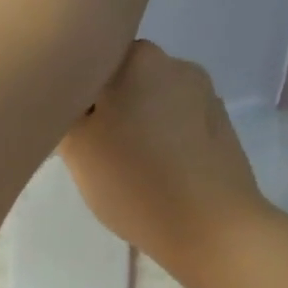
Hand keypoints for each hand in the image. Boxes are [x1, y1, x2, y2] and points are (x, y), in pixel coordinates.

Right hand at [60, 42, 268, 279]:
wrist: (213, 229)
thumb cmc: (136, 183)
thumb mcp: (77, 149)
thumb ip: (65, 112)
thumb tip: (73, 101)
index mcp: (138, 57)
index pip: (90, 59)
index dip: (74, 92)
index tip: (71, 129)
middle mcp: (175, 64)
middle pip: (123, 80)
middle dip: (107, 108)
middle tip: (95, 153)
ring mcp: (205, 95)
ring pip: (152, 102)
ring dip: (137, 125)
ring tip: (130, 168)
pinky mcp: (222, 127)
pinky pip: (178, 123)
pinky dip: (164, 140)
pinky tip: (160, 174)